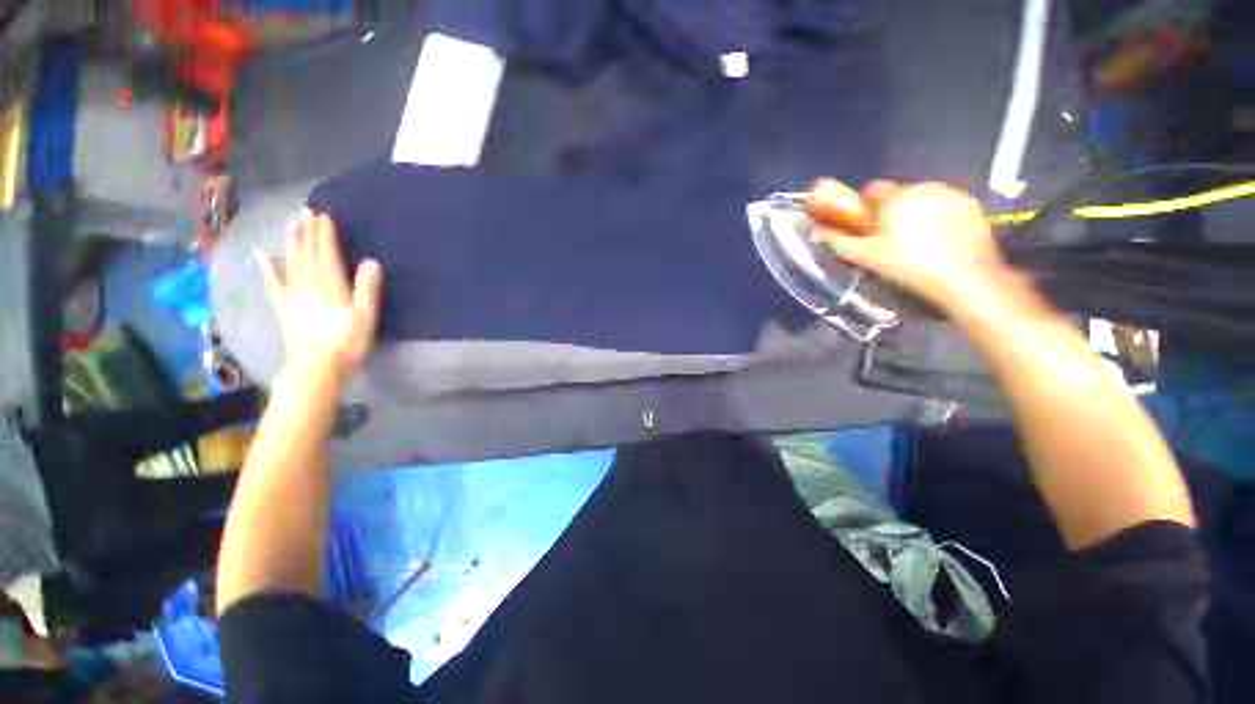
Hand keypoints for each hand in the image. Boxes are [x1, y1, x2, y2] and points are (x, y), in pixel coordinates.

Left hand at [255, 212, 382, 375]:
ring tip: (291, 224)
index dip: (325, 235)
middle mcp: (308, 283)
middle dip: (308, 232)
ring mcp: (293, 293)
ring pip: (290, 261)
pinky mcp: (283, 305)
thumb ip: (367, 288)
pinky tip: (262, 254)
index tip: (323, 216)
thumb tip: (371, 262)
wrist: (317, 364)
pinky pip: (273, 282)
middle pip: (307, 253)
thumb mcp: (366, 316)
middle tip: (306, 211)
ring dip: (291, 242)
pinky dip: (267, 267)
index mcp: (330, 285)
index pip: (326, 254)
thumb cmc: (348, 340)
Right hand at [805, 180, 1013, 311]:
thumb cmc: (908, 266)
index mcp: (896, 197)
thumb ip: (839, 241)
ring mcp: (952, 193)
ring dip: (915, 213)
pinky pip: (946, 205)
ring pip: (923, 199)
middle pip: (898, 195)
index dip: (864, 207)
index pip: (871, 190)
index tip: (865, 227)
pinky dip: (939, 217)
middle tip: (889, 240)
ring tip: (917, 243)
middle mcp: (924, 186)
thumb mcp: (866, 257)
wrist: (965, 278)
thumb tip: (817, 230)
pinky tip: (940, 241)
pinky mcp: (972, 205)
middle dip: (891, 212)